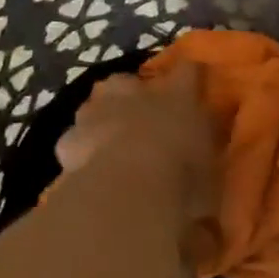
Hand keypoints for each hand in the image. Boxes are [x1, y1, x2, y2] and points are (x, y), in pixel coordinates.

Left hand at [58, 62, 221, 265]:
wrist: (127, 189)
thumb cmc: (183, 178)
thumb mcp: (210, 181)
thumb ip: (206, 178)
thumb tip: (208, 207)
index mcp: (179, 96)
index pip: (189, 70)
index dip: (190, 76)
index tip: (192, 82)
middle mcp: (137, 94)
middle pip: (127, 81)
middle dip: (129, 95)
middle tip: (137, 118)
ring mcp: (99, 114)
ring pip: (94, 106)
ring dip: (99, 120)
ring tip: (105, 143)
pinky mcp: (68, 140)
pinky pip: (72, 141)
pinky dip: (77, 152)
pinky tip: (82, 169)